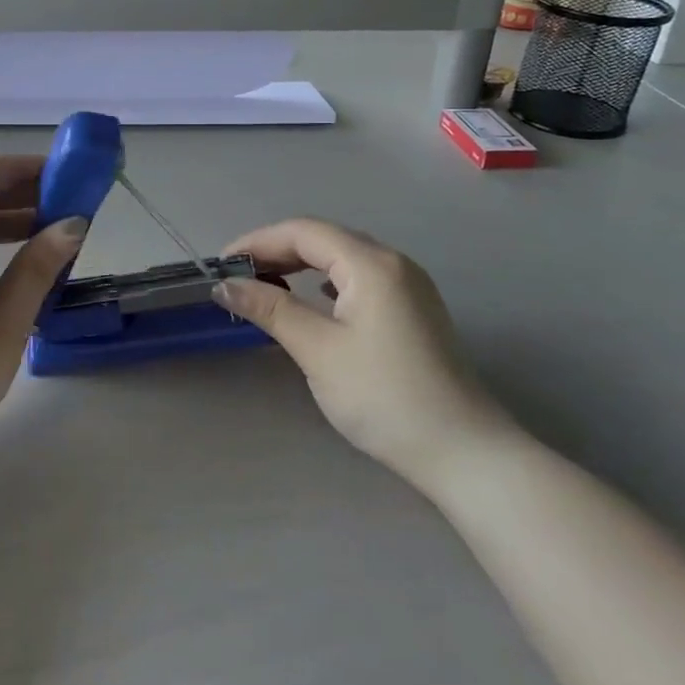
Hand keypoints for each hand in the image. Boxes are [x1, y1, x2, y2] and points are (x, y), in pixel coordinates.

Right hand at [214, 219, 510, 492]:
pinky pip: (360, 278)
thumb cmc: (384, 396)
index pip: (304, 232)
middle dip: (277, 251)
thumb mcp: (318, 350)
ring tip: (266, 285)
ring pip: (343, 258)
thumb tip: (225, 285)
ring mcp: (408, 286)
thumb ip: (270, 310)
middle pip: (324, 239)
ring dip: (301, 265)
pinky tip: (312, 301)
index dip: (258, 241)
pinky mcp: (413, 310)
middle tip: (237, 276)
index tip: (221, 264)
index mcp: (372, 264)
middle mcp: (394, 263)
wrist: (462, 451)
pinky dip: (326, 282)